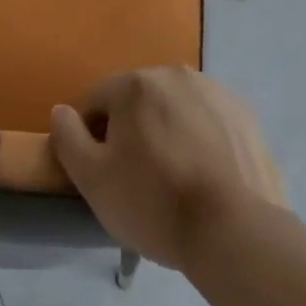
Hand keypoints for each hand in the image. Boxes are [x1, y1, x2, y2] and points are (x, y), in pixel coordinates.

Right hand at [50, 67, 283, 269]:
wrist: (234, 231)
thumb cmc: (154, 203)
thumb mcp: (93, 179)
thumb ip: (68, 138)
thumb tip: (61, 111)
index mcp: (135, 84)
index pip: (97, 102)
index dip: (92, 138)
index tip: (103, 174)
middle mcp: (174, 74)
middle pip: (139, 102)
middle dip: (133, 132)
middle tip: (139, 180)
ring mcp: (214, 91)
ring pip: (176, 109)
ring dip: (168, 133)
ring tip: (176, 181)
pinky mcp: (244, 116)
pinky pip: (209, 123)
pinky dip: (202, 141)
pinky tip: (206, 178)